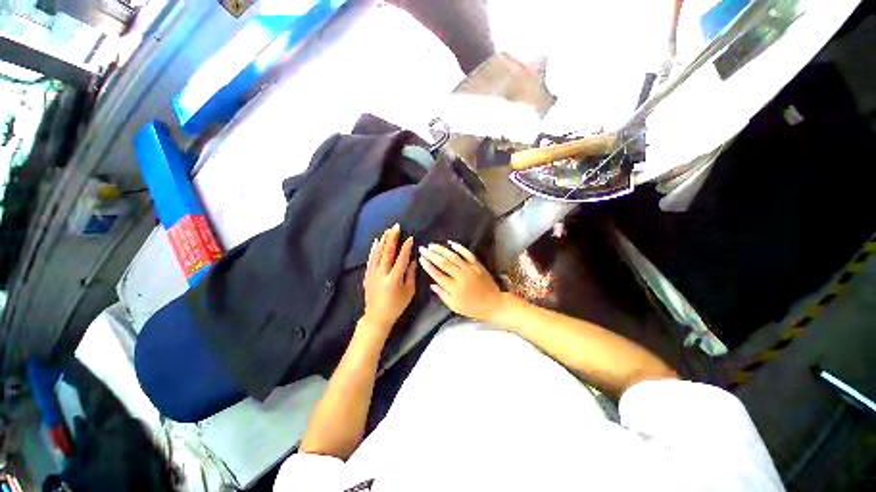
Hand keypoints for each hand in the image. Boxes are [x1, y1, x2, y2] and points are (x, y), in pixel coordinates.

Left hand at [362, 224, 415, 335]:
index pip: (401, 258)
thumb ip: (411, 275)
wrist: (377, 317)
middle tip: (396, 227)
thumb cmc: (396, 306)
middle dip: (392, 238)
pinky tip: (375, 243)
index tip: (410, 237)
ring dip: (382, 241)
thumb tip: (413, 261)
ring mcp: (373, 274)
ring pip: (377, 254)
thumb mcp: (409, 292)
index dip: (406, 247)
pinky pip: (370, 260)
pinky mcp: (367, 276)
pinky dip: (373, 250)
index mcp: (394, 278)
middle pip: (387, 252)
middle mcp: (382, 274)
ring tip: (387, 231)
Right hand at [418, 241, 505, 322]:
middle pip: (443, 263)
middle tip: (423, 248)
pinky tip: (451, 243)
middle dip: (431, 255)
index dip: (428, 266)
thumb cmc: (473, 307)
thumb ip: (442, 294)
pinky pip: (468, 254)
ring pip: (454, 256)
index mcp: (454, 288)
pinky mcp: (478, 265)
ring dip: (442, 249)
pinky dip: (459, 247)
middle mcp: (461, 277)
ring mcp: (470, 269)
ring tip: (432, 245)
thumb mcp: (455, 306)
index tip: (421, 258)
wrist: (494, 304)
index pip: (437, 274)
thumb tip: (432, 284)